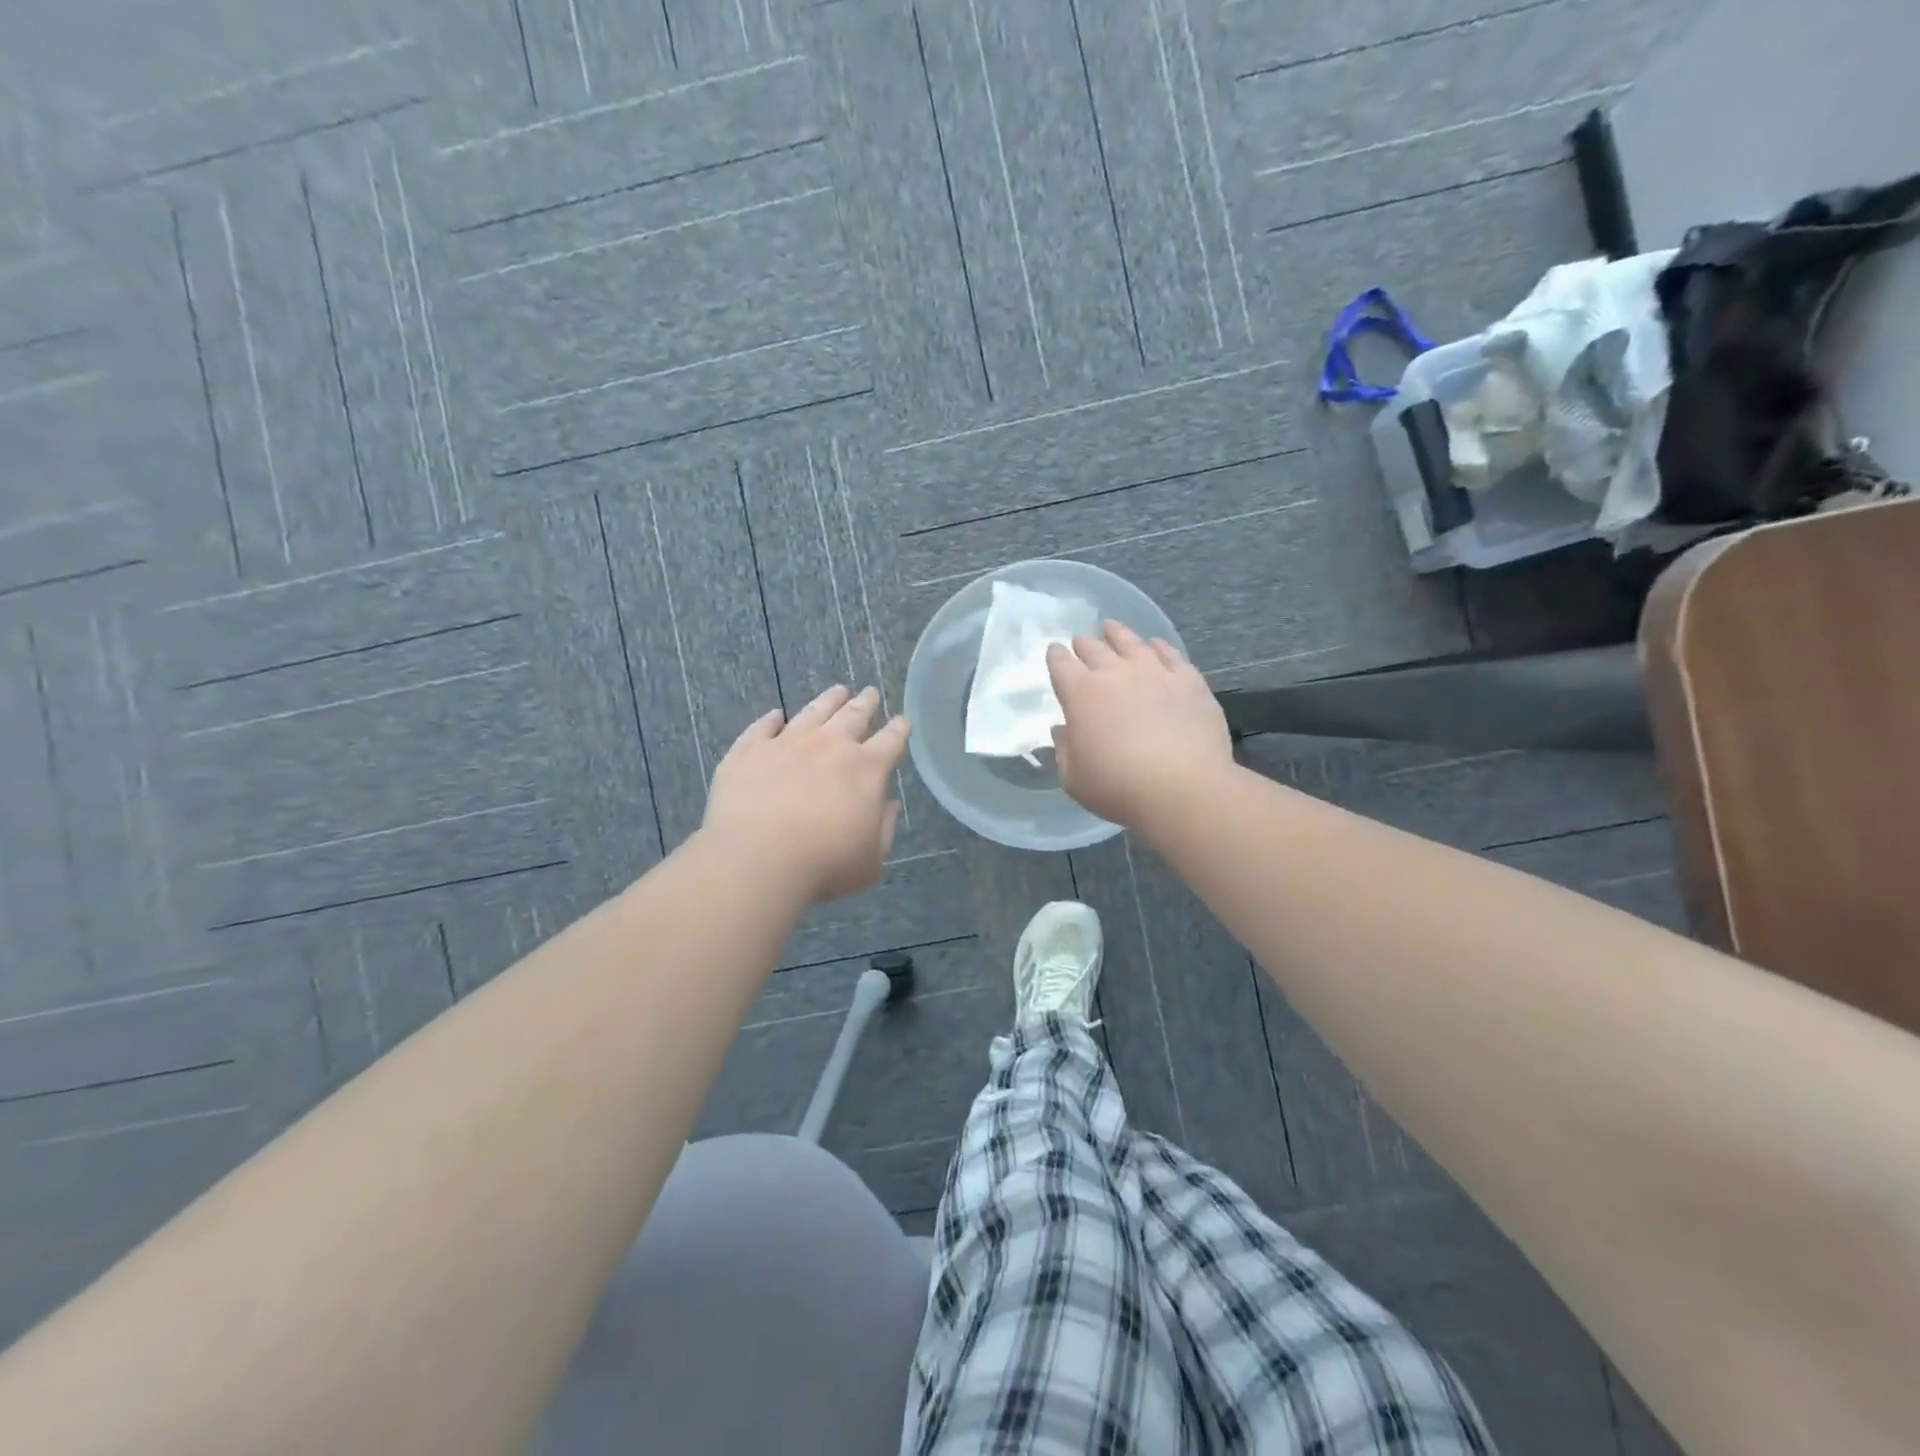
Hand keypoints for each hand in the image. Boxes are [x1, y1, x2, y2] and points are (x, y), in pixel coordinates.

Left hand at [702, 685, 909, 903]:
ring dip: (828, 700)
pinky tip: (774, 715)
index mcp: (867, 769)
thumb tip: (889, 805)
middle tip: (870, 693)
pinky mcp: (750, 749)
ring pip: (813, 711)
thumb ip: (883, 828)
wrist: (757, 859)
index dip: (899, 729)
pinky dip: (771, 719)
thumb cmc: (824, 865)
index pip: (891, 740)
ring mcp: (788, 742)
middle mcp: (831, 745)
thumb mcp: (870, 859)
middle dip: (866, 703)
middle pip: (854, 715)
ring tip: (837, 691)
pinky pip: (763, 726)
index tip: (902, 721)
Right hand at [1046, 621, 1232, 829]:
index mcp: (1081, 694)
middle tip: (1081, 642)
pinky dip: (1159, 647)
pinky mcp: (1189, 681)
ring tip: (1112, 628)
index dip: (1055, 657)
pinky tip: (1156, 645)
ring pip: (1132, 643)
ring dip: (1119, 634)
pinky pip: (1171, 654)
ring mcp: (1155, 673)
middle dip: (1084, 644)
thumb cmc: (1119, 787)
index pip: (1061, 664)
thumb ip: (1064, 751)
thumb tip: (1063, 731)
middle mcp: (1116, 673)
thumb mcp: (1075, 778)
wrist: (1184, 788)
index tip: (1054, 653)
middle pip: (1094, 649)